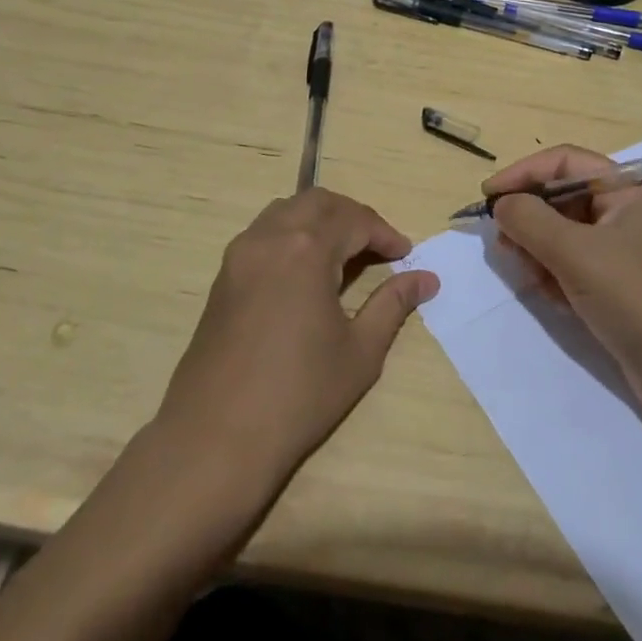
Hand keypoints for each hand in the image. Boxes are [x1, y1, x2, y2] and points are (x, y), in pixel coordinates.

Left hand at [156, 189, 438, 489]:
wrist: (215, 437)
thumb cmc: (299, 395)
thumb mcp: (360, 351)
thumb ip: (393, 304)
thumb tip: (426, 279)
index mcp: (306, 249)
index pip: (355, 220)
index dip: (385, 233)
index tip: (406, 255)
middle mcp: (269, 238)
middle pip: (318, 203)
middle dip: (353, 216)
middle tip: (378, 246)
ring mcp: (240, 255)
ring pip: (286, 211)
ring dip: (320, 220)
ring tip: (344, 254)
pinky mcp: (223, 276)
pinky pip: (263, 233)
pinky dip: (292, 235)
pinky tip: (306, 271)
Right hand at [489, 145, 641, 404]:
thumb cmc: (633, 296)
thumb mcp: (574, 252)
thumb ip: (530, 220)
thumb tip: (501, 204)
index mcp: (629, 189)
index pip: (565, 163)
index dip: (523, 174)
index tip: (488, 197)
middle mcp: (629, 211)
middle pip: (563, 198)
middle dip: (531, 220)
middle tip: (504, 245)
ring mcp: (626, 249)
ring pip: (565, 233)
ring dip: (541, 251)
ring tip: (531, 277)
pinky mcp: (621, 283)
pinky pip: (576, 263)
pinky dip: (558, 274)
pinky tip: (553, 297)